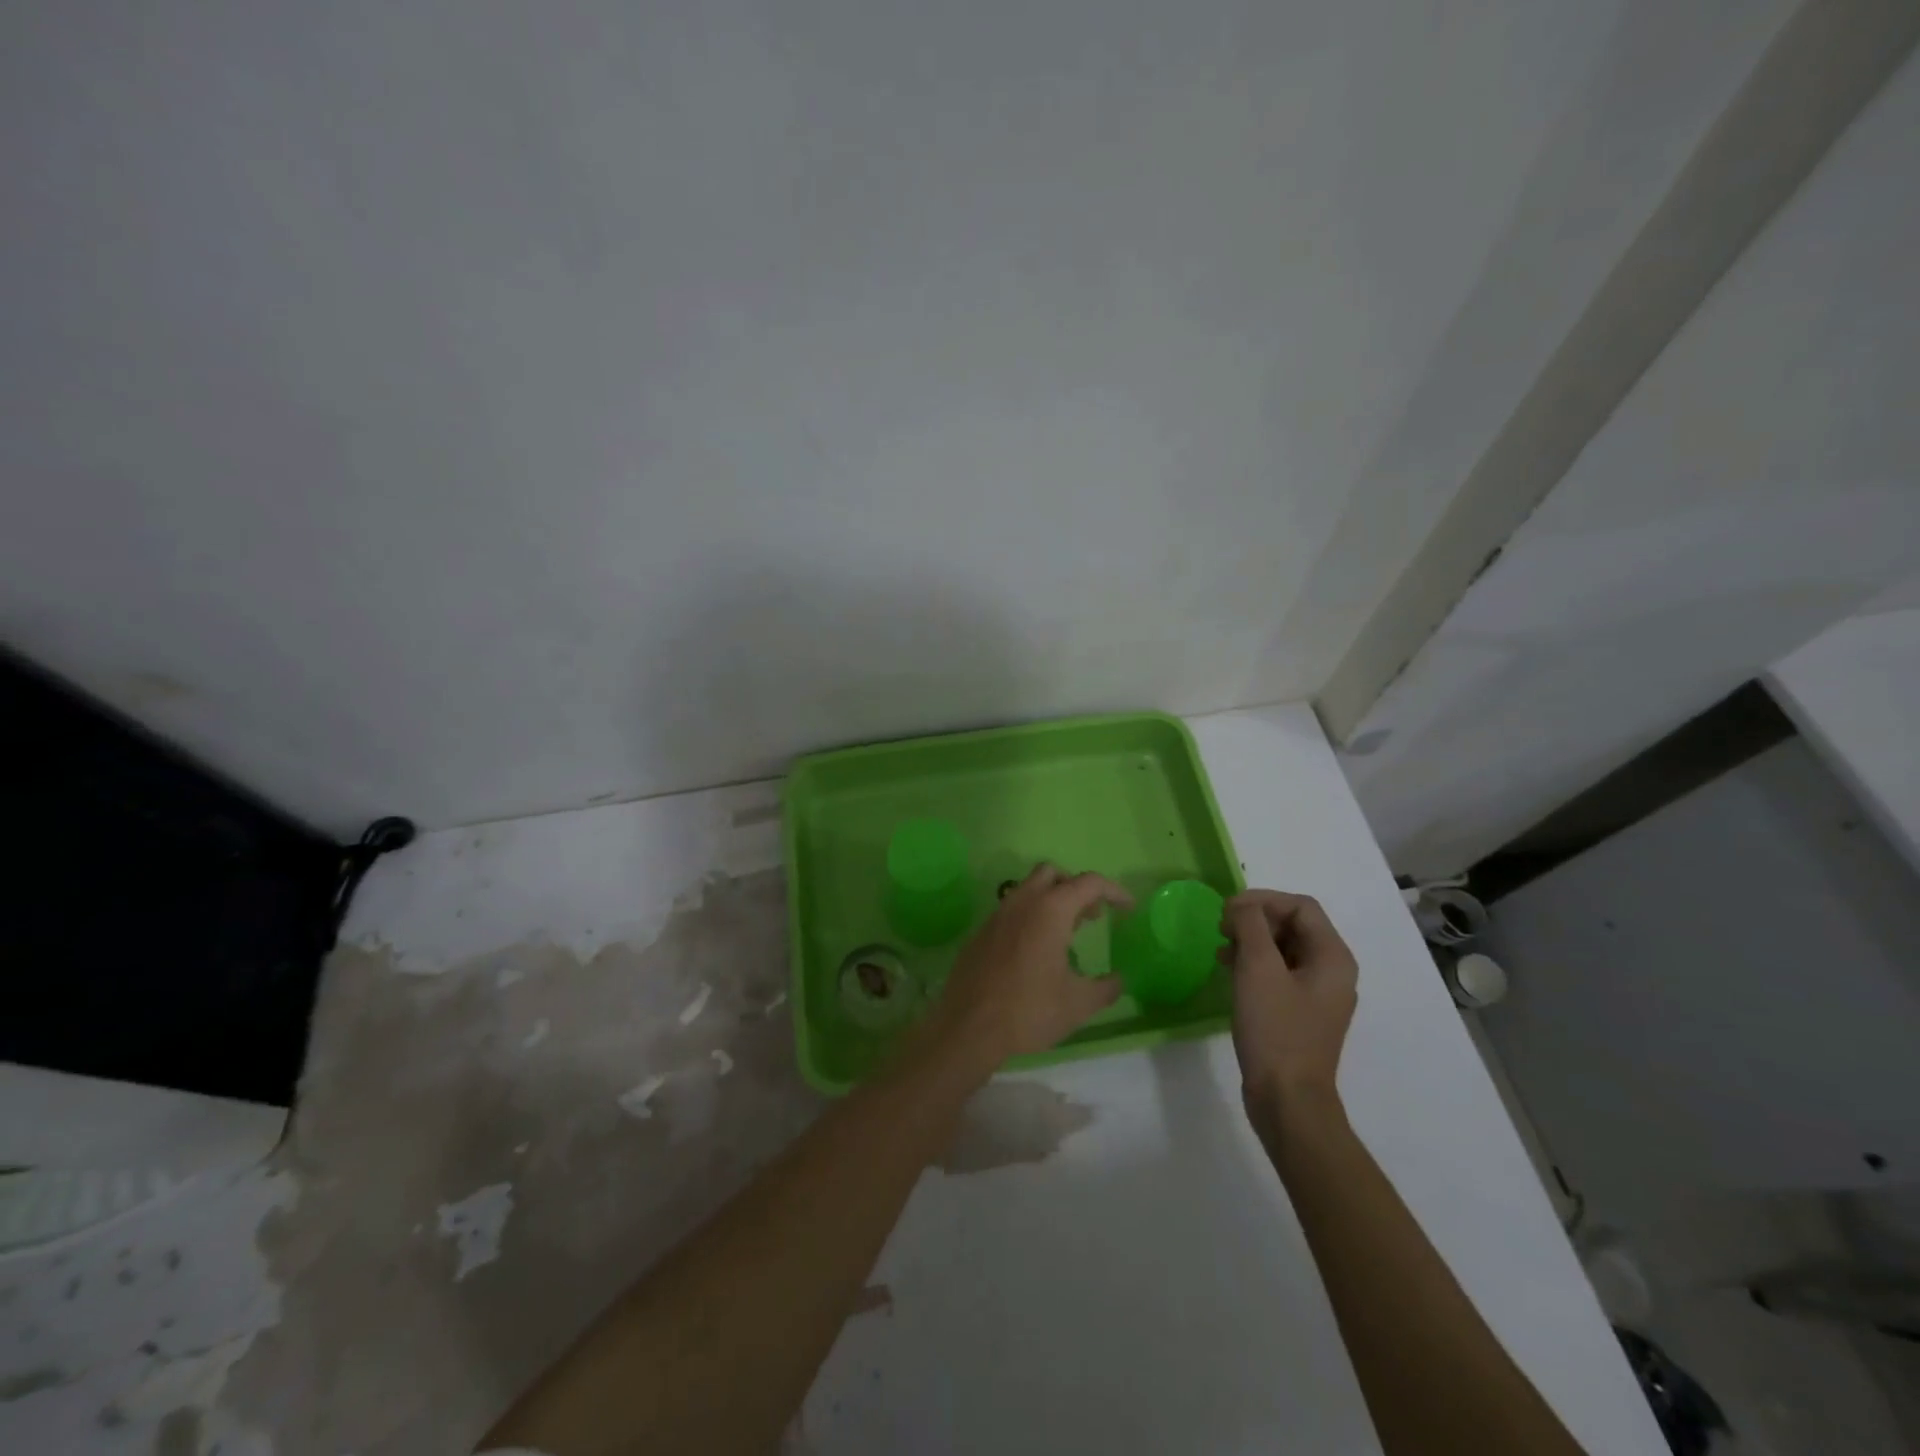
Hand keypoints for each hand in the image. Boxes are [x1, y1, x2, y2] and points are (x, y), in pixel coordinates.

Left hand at [932, 864, 1131, 1065]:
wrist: (968, 1026)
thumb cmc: (1029, 1010)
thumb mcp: (1078, 1004)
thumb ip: (1105, 988)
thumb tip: (1119, 979)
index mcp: (1050, 910)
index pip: (1089, 883)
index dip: (1114, 891)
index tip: (1128, 908)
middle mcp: (1022, 902)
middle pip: (1052, 874)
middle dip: (1076, 888)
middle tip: (1091, 917)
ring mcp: (997, 915)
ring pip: (1028, 889)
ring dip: (1051, 901)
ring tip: (1066, 935)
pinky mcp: (981, 932)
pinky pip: (1011, 911)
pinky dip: (1030, 918)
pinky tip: (1035, 951)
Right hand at [1222, 889, 1358, 1112]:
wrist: (1287, 1100)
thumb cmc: (1275, 1029)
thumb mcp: (1258, 969)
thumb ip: (1251, 926)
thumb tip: (1243, 906)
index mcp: (1333, 958)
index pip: (1300, 906)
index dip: (1262, 900)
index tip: (1227, 911)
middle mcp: (1332, 972)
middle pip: (1293, 925)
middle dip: (1255, 919)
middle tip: (1221, 928)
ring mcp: (1317, 995)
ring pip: (1283, 949)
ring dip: (1251, 940)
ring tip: (1220, 948)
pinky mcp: (1300, 1013)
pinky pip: (1278, 973)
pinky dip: (1254, 964)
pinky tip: (1228, 970)